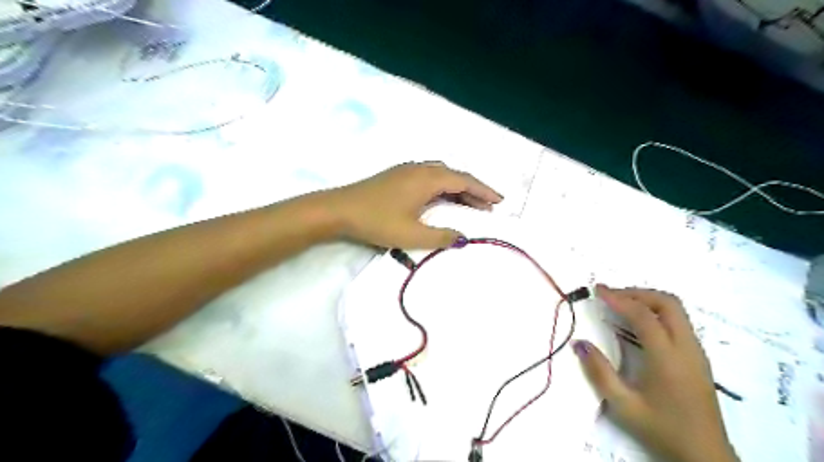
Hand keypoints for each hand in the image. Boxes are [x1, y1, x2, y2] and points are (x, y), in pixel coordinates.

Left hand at [321, 162, 501, 248]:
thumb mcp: (411, 234)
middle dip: (473, 190)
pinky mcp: (396, 176)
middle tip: (487, 206)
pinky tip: (440, 199)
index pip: (464, 181)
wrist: (338, 210)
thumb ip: (441, 236)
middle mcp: (420, 169)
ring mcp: (406, 171)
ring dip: (457, 188)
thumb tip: (463, 238)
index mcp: (427, 179)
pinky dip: (442, 188)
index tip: (500, 200)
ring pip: (441, 176)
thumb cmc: (376, 221)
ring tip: (468, 205)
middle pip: (454, 176)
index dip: (484, 190)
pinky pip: (428, 177)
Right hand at [575, 286, 740, 461]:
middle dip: (637, 293)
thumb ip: (599, 372)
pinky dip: (657, 312)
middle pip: (667, 303)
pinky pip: (679, 322)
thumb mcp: (623, 405)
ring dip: (648, 301)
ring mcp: (697, 352)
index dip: (619, 298)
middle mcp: (687, 348)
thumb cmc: (662, 429)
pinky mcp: (698, 358)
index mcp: (668, 358)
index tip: (598, 290)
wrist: (706, 456)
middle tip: (612, 296)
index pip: (644, 315)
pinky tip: (640, 324)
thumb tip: (580, 343)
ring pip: (677, 310)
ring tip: (622, 305)